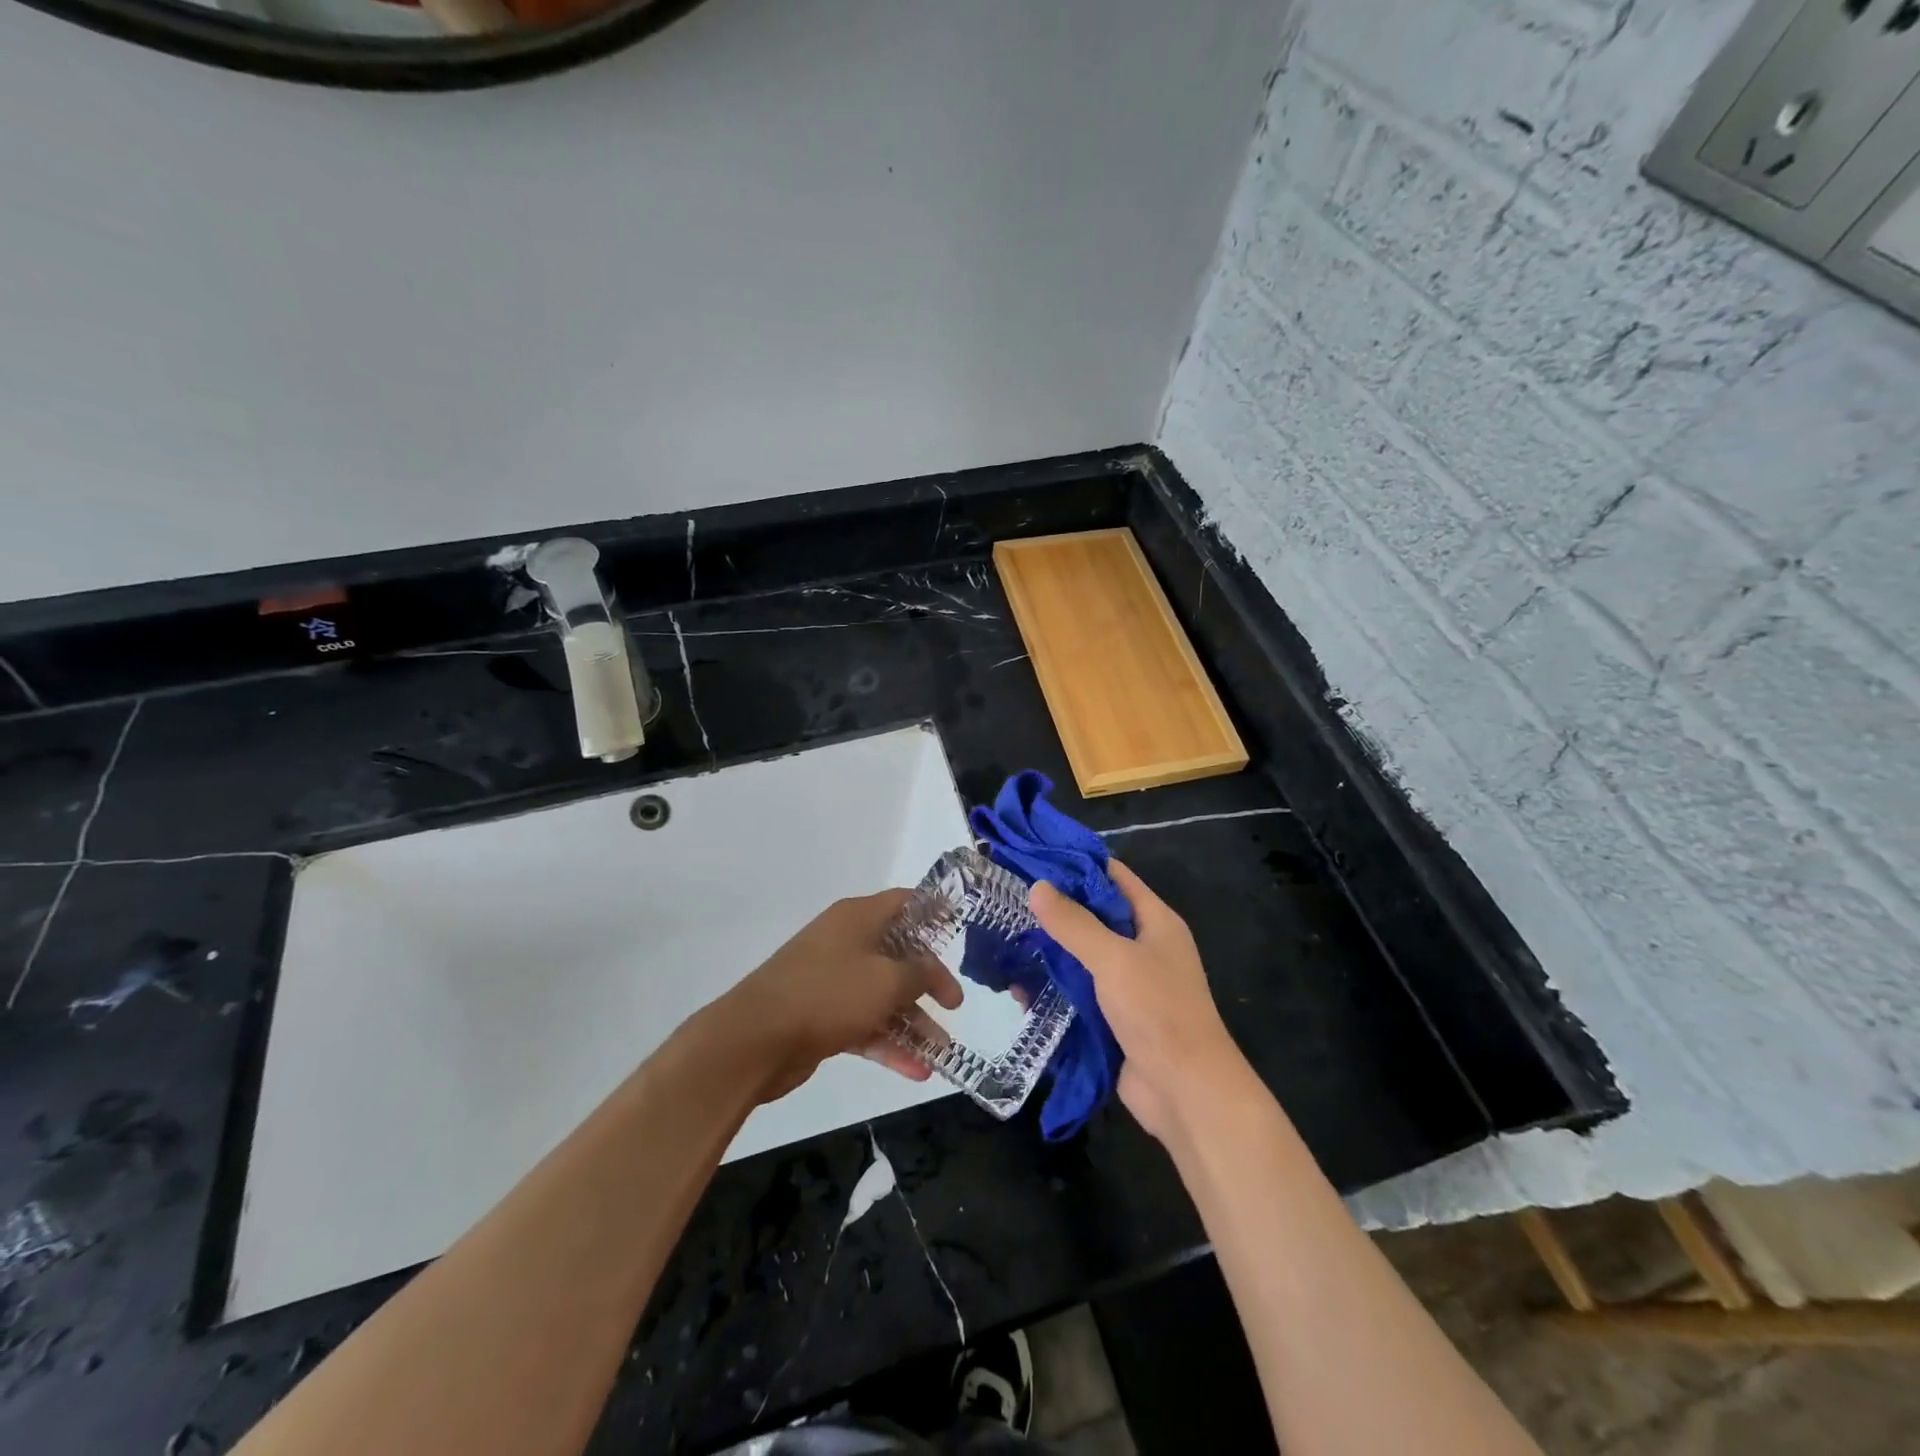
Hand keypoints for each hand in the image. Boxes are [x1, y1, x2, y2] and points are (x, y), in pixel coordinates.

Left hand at [715, 890, 963, 1103]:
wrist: (755, 1039)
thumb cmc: (829, 994)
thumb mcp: (887, 980)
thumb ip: (919, 973)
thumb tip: (932, 968)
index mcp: (858, 917)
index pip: (904, 903)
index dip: (933, 913)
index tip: (960, 929)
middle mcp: (845, 942)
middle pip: (897, 954)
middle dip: (928, 981)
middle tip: (954, 1005)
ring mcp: (831, 980)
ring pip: (882, 995)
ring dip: (912, 1022)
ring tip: (942, 1052)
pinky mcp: (821, 1016)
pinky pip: (864, 1024)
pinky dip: (888, 1044)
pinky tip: (916, 1071)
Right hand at [1029, 861, 1243, 1141]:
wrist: (1187, 1092)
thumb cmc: (1158, 1012)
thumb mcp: (1114, 959)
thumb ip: (1074, 923)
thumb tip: (1037, 886)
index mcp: (1154, 922)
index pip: (1113, 877)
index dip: (1076, 865)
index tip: (1033, 858)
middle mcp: (1143, 947)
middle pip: (1094, 916)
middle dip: (1055, 911)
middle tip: (1008, 901)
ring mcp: (1129, 984)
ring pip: (1082, 956)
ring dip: (1049, 952)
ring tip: (1005, 944)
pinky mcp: (1114, 1017)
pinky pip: (1079, 992)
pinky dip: (1054, 989)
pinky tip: (1019, 990)